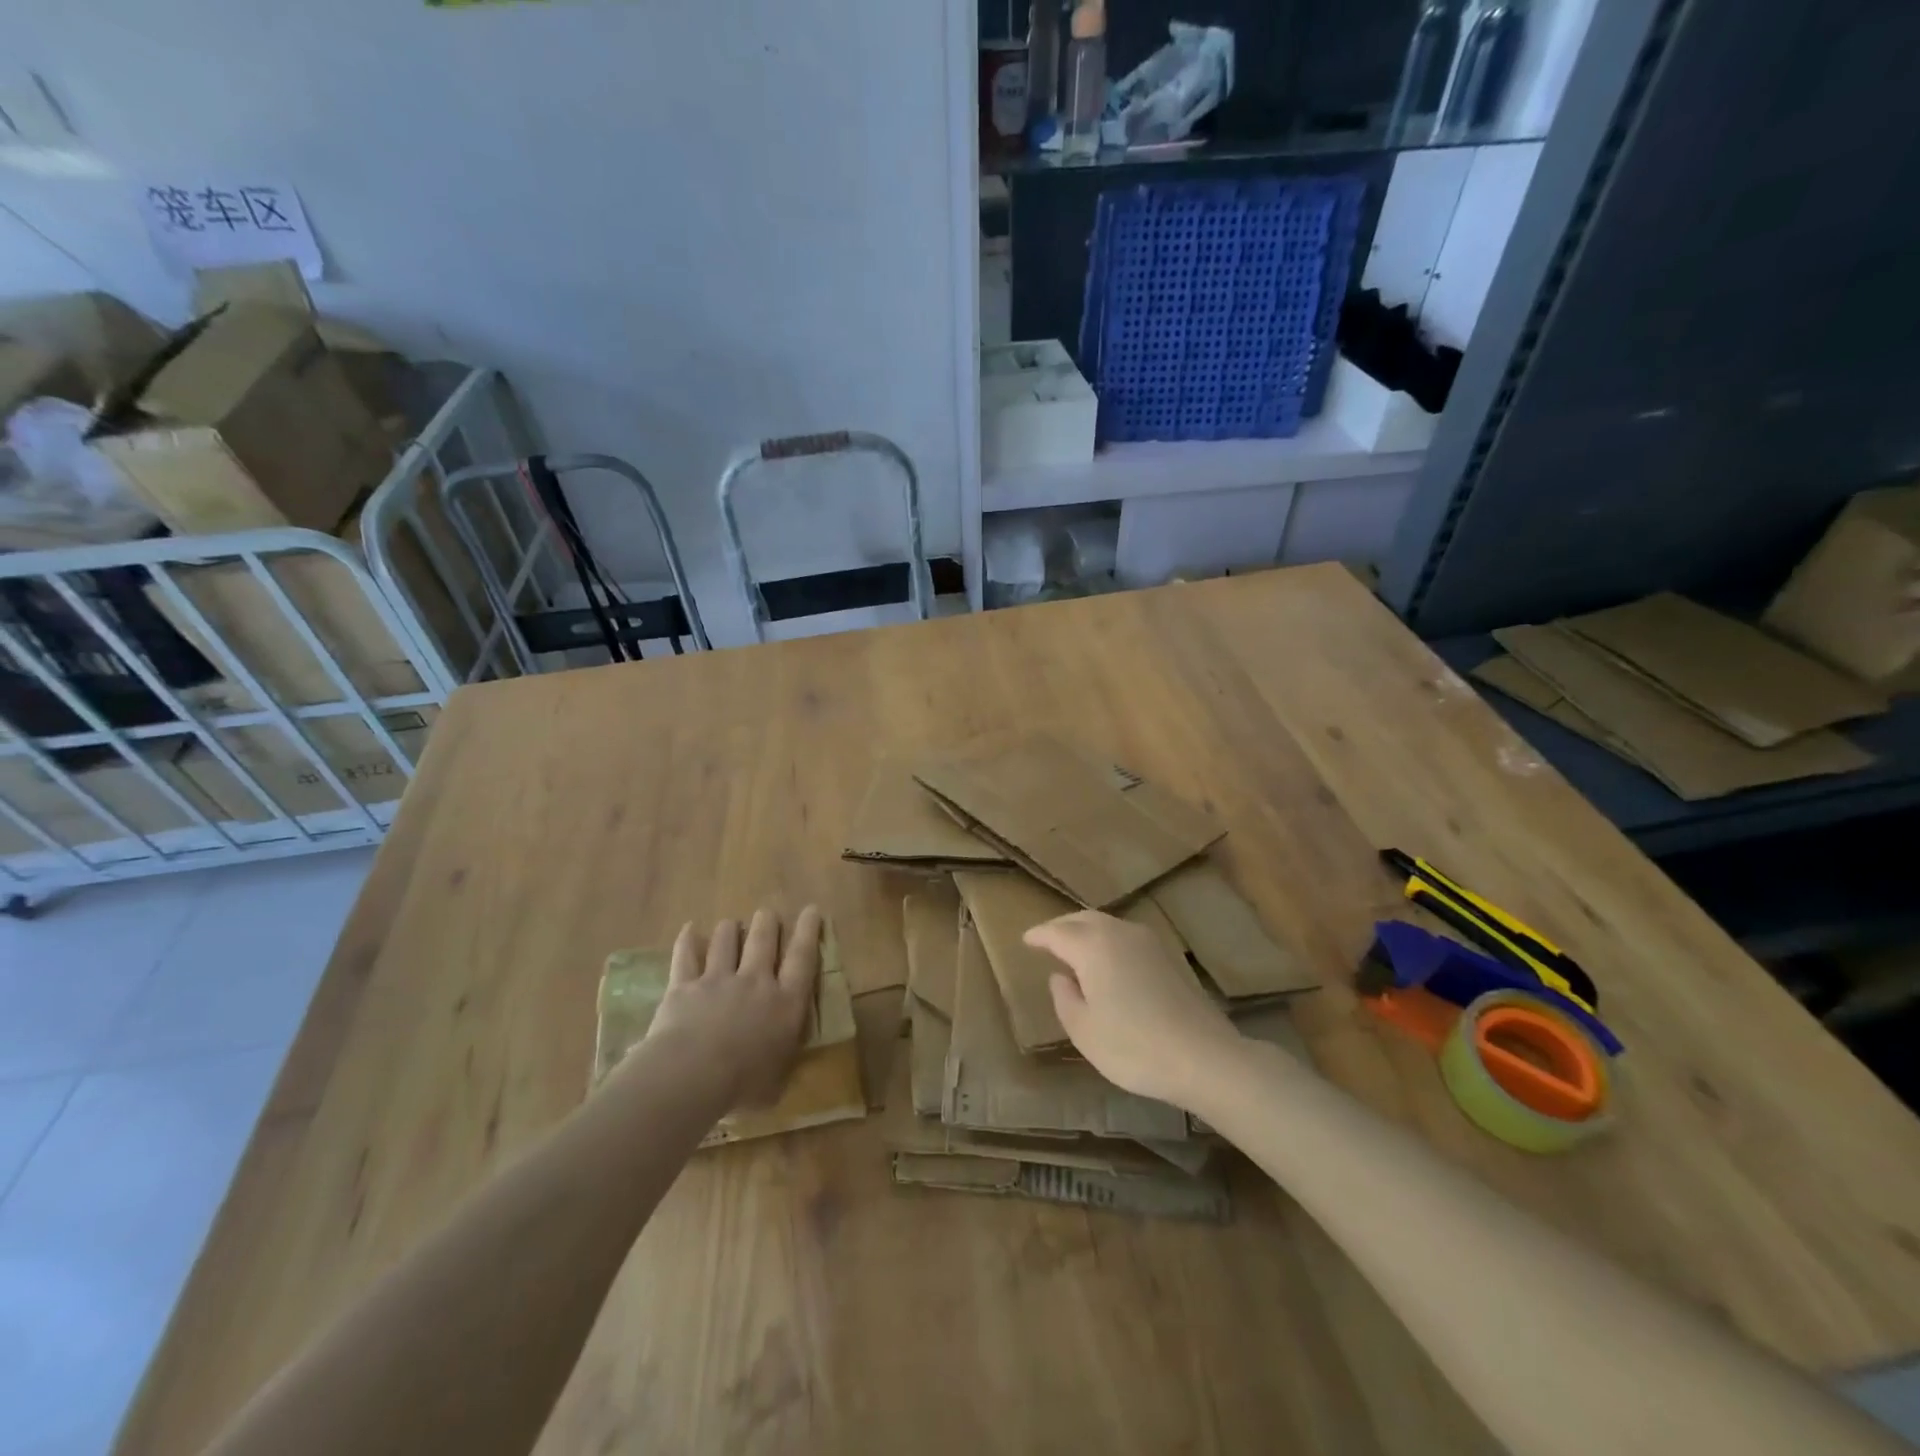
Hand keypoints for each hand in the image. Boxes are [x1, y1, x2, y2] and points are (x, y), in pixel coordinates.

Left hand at [642, 906, 822, 1108]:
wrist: (691, 1076)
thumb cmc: (743, 1086)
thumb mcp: (777, 1082)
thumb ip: (782, 1063)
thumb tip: (786, 1061)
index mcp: (785, 1003)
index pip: (803, 958)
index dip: (809, 931)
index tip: (812, 910)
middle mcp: (756, 982)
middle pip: (764, 939)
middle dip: (768, 922)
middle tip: (768, 914)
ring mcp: (718, 979)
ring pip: (726, 940)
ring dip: (731, 929)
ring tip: (731, 924)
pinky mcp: (685, 985)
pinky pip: (686, 955)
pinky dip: (687, 940)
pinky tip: (689, 929)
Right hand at [1024, 909, 1242, 1109]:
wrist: (1203, 1056)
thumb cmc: (1133, 1047)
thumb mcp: (1084, 1030)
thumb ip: (1065, 999)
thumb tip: (1060, 977)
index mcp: (1092, 946)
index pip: (1057, 932)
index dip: (1039, 935)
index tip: (1025, 940)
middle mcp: (1119, 933)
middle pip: (1083, 919)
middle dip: (1062, 926)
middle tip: (1047, 939)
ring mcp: (1148, 941)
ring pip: (1108, 924)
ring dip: (1087, 931)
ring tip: (1075, 949)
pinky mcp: (1169, 956)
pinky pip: (1126, 937)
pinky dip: (1108, 941)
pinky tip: (1109, 962)